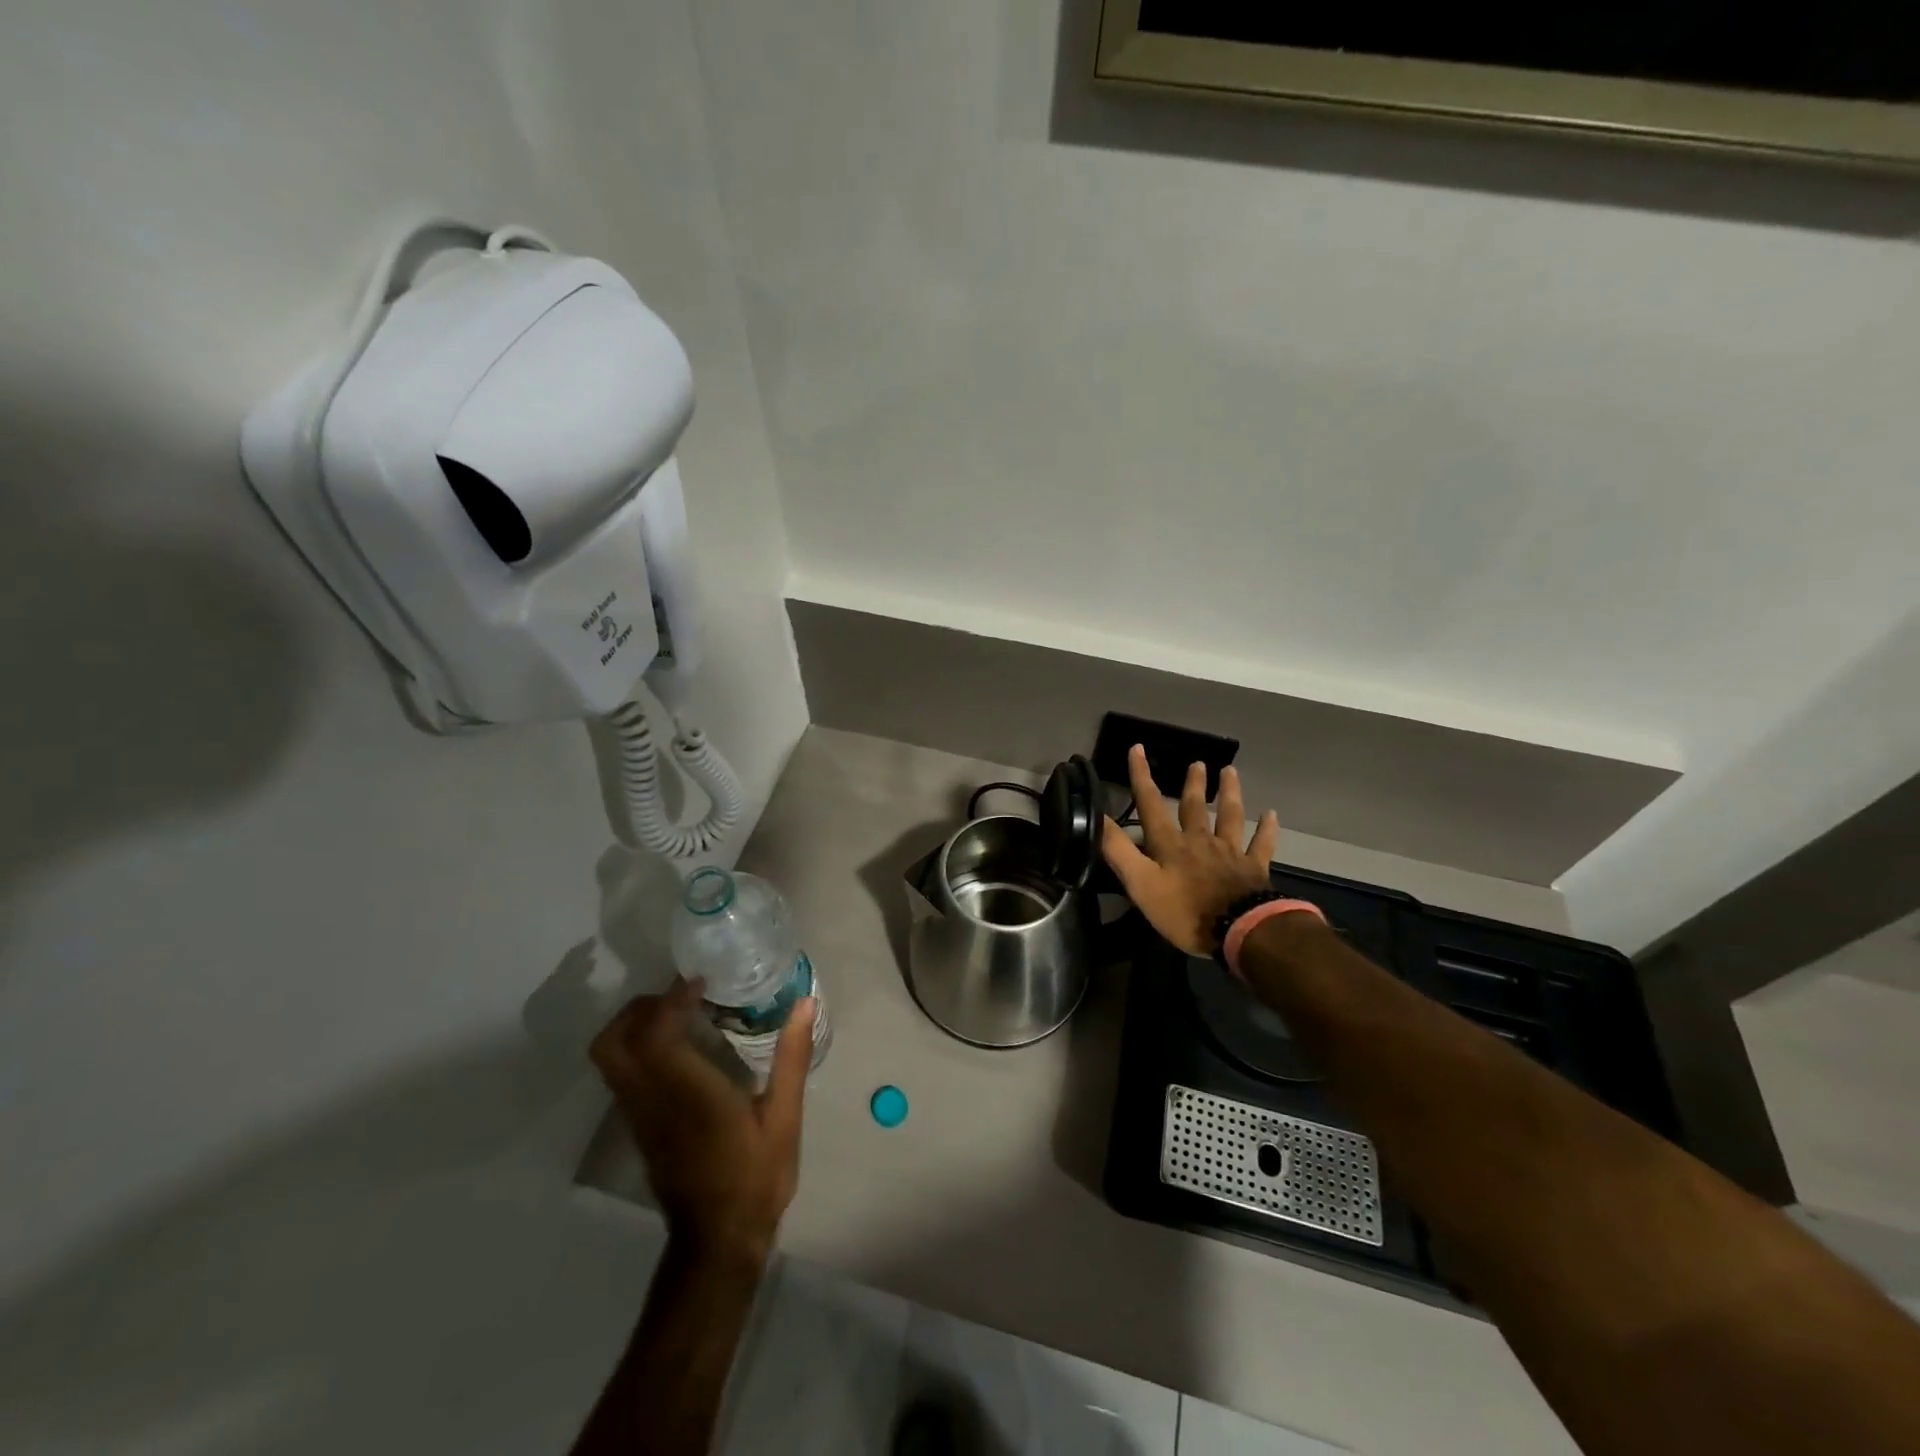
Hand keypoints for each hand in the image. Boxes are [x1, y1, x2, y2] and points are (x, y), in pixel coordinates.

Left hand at [590, 977, 814, 1264]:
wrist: (718, 1241)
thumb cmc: (756, 1176)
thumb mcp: (785, 1117)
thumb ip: (792, 1057)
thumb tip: (804, 1004)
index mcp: (688, 1094)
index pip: (655, 1035)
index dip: (670, 1000)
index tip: (700, 982)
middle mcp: (652, 1100)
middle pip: (612, 1042)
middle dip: (638, 1008)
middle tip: (679, 994)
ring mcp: (638, 1116)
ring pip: (609, 1059)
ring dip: (634, 1025)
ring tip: (679, 1013)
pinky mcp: (638, 1127)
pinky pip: (621, 1074)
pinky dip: (638, 1047)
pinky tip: (678, 1047)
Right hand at [1102, 744, 1278, 955]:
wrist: (1241, 930)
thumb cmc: (1185, 910)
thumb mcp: (1141, 884)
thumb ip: (1119, 851)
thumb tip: (1099, 817)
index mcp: (1170, 844)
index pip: (1151, 804)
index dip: (1141, 776)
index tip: (1138, 748)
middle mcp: (1200, 841)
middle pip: (1194, 807)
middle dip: (1192, 784)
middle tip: (1196, 762)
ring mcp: (1230, 853)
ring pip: (1229, 816)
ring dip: (1229, 793)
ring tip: (1230, 772)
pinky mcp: (1254, 869)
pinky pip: (1261, 844)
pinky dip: (1266, 829)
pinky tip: (1270, 814)